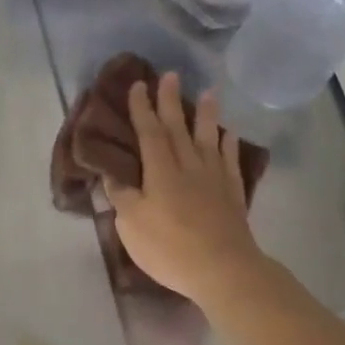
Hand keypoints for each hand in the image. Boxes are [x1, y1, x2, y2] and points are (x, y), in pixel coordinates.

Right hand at [103, 71, 266, 304]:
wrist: (223, 270)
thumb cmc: (170, 248)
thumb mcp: (132, 226)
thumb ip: (122, 197)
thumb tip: (111, 174)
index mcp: (160, 172)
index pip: (149, 133)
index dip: (142, 109)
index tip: (138, 85)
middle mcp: (188, 166)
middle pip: (178, 128)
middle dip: (171, 101)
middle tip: (170, 75)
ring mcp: (214, 178)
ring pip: (208, 138)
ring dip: (206, 114)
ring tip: (208, 93)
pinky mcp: (233, 194)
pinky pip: (230, 161)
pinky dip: (228, 145)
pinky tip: (228, 135)